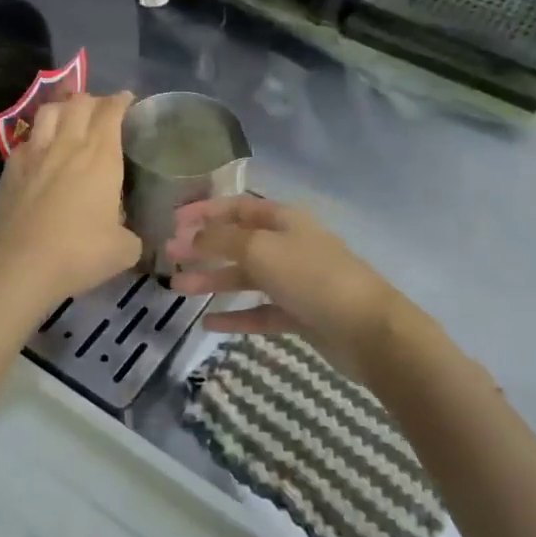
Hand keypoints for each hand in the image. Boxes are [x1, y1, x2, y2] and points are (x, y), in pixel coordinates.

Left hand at [0, 92, 141, 307]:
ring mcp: (34, 154)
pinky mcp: (10, 168)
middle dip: (94, 100)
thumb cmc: (80, 253)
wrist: (21, 266)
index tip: (127, 100)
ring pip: (49, 112)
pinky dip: (38, 137)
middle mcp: (67, 145)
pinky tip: (41, 151)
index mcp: (101, 156)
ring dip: (63, 109)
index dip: (121, 101)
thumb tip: (128, 233)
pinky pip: (27, 139)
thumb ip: (131, 233)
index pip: (111, 111)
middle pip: (79, 102)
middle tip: (101, 110)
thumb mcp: (124, 249)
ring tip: (69, 118)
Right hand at [165, 196, 405, 374]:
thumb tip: (192, 235)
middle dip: (203, 247)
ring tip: (178, 289)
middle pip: (238, 242)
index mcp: (284, 220)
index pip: (238, 207)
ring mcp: (295, 282)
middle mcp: (289, 246)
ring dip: (213, 280)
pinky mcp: (299, 315)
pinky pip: (259, 311)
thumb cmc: (311, 277)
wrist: (366, 329)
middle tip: (169, 257)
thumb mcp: (261, 249)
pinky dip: (235, 315)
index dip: (206, 211)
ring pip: (246, 277)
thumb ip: (222, 240)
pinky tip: (208, 322)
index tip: (173, 221)